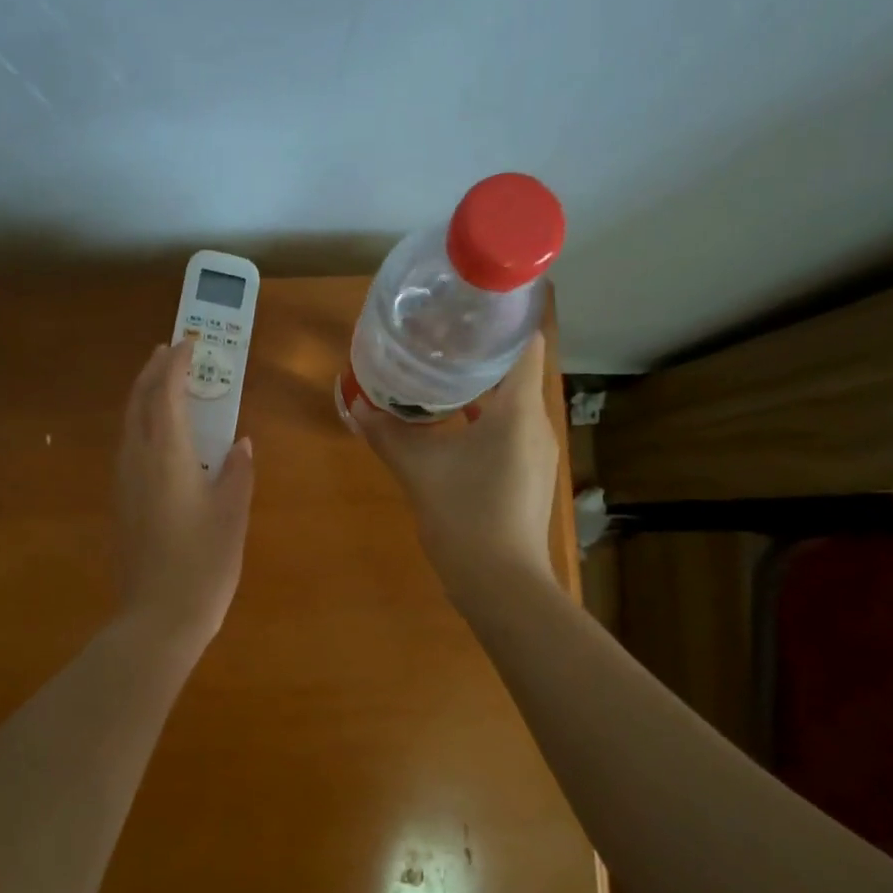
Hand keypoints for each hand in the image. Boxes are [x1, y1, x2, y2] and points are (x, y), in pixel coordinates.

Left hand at [113, 340, 255, 649]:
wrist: (157, 619)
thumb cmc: (203, 564)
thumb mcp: (232, 515)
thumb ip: (237, 472)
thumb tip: (240, 443)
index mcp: (166, 455)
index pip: (166, 394)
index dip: (177, 364)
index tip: (190, 343)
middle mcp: (137, 460)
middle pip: (138, 402)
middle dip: (153, 371)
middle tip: (170, 351)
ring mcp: (124, 483)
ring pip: (129, 424)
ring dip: (145, 396)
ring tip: (164, 384)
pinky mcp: (121, 503)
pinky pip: (129, 446)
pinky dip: (142, 424)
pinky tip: (159, 436)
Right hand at [353, 334, 559, 603]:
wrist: (501, 583)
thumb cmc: (465, 515)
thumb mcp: (418, 470)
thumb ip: (386, 434)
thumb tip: (355, 405)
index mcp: (518, 410)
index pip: (525, 343)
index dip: (502, 320)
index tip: (468, 308)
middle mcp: (536, 424)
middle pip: (515, 371)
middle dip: (480, 353)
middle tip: (439, 338)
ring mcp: (536, 452)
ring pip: (511, 404)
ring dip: (480, 388)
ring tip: (439, 375)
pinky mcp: (528, 475)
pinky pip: (508, 431)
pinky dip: (483, 419)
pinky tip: (450, 426)